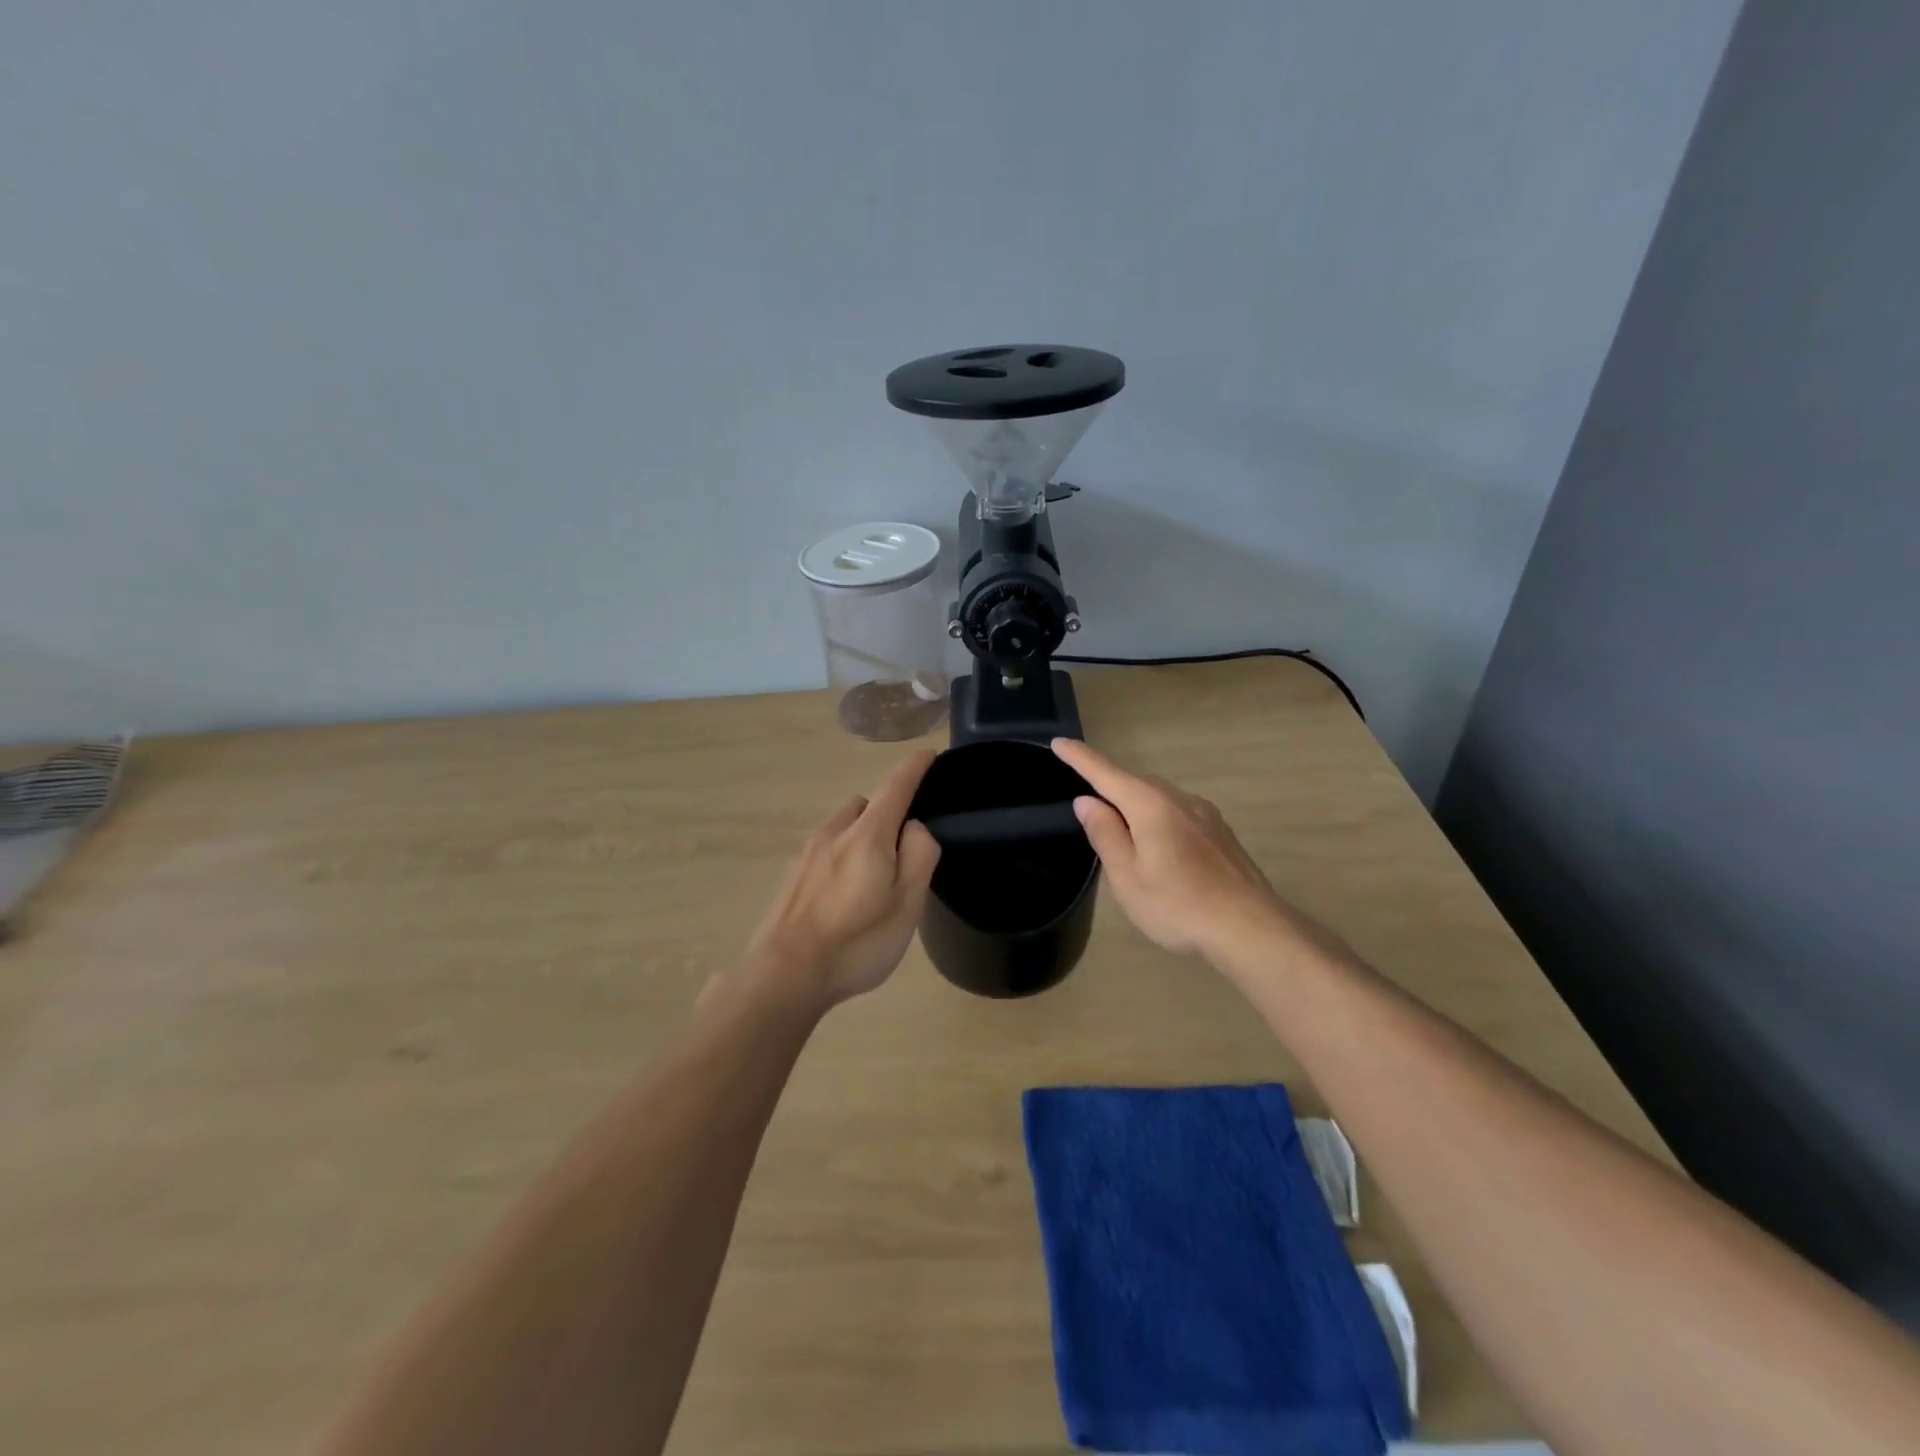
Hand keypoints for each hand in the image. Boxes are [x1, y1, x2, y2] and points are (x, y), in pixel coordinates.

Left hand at [743, 752, 942, 1009]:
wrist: (785, 975)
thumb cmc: (857, 941)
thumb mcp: (907, 904)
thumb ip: (919, 856)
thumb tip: (914, 827)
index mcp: (867, 835)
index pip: (895, 787)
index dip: (914, 769)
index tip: (928, 755)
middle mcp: (834, 833)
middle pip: (866, 805)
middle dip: (886, 811)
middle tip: (903, 846)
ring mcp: (808, 854)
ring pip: (842, 826)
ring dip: (861, 834)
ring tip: (873, 874)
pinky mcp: (792, 876)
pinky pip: (826, 849)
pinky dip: (842, 854)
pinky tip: (844, 893)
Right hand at [1053, 737, 1287, 960]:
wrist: (1251, 929)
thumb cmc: (1179, 906)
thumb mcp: (1128, 877)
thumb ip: (1105, 834)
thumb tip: (1088, 801)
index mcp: (1150, 806)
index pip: (1106, 773)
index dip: (1080, 758)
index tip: (1059, 742)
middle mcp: (1179, 800)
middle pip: (1135, 783)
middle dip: (1110, 787)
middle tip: (1089, 810)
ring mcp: (1205, 815)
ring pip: (1159, 799)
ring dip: (1136, 806)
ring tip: (1124, 837)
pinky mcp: (1220, 833)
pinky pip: (1179, 813)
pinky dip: (1158, 819)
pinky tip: (1161, 849)